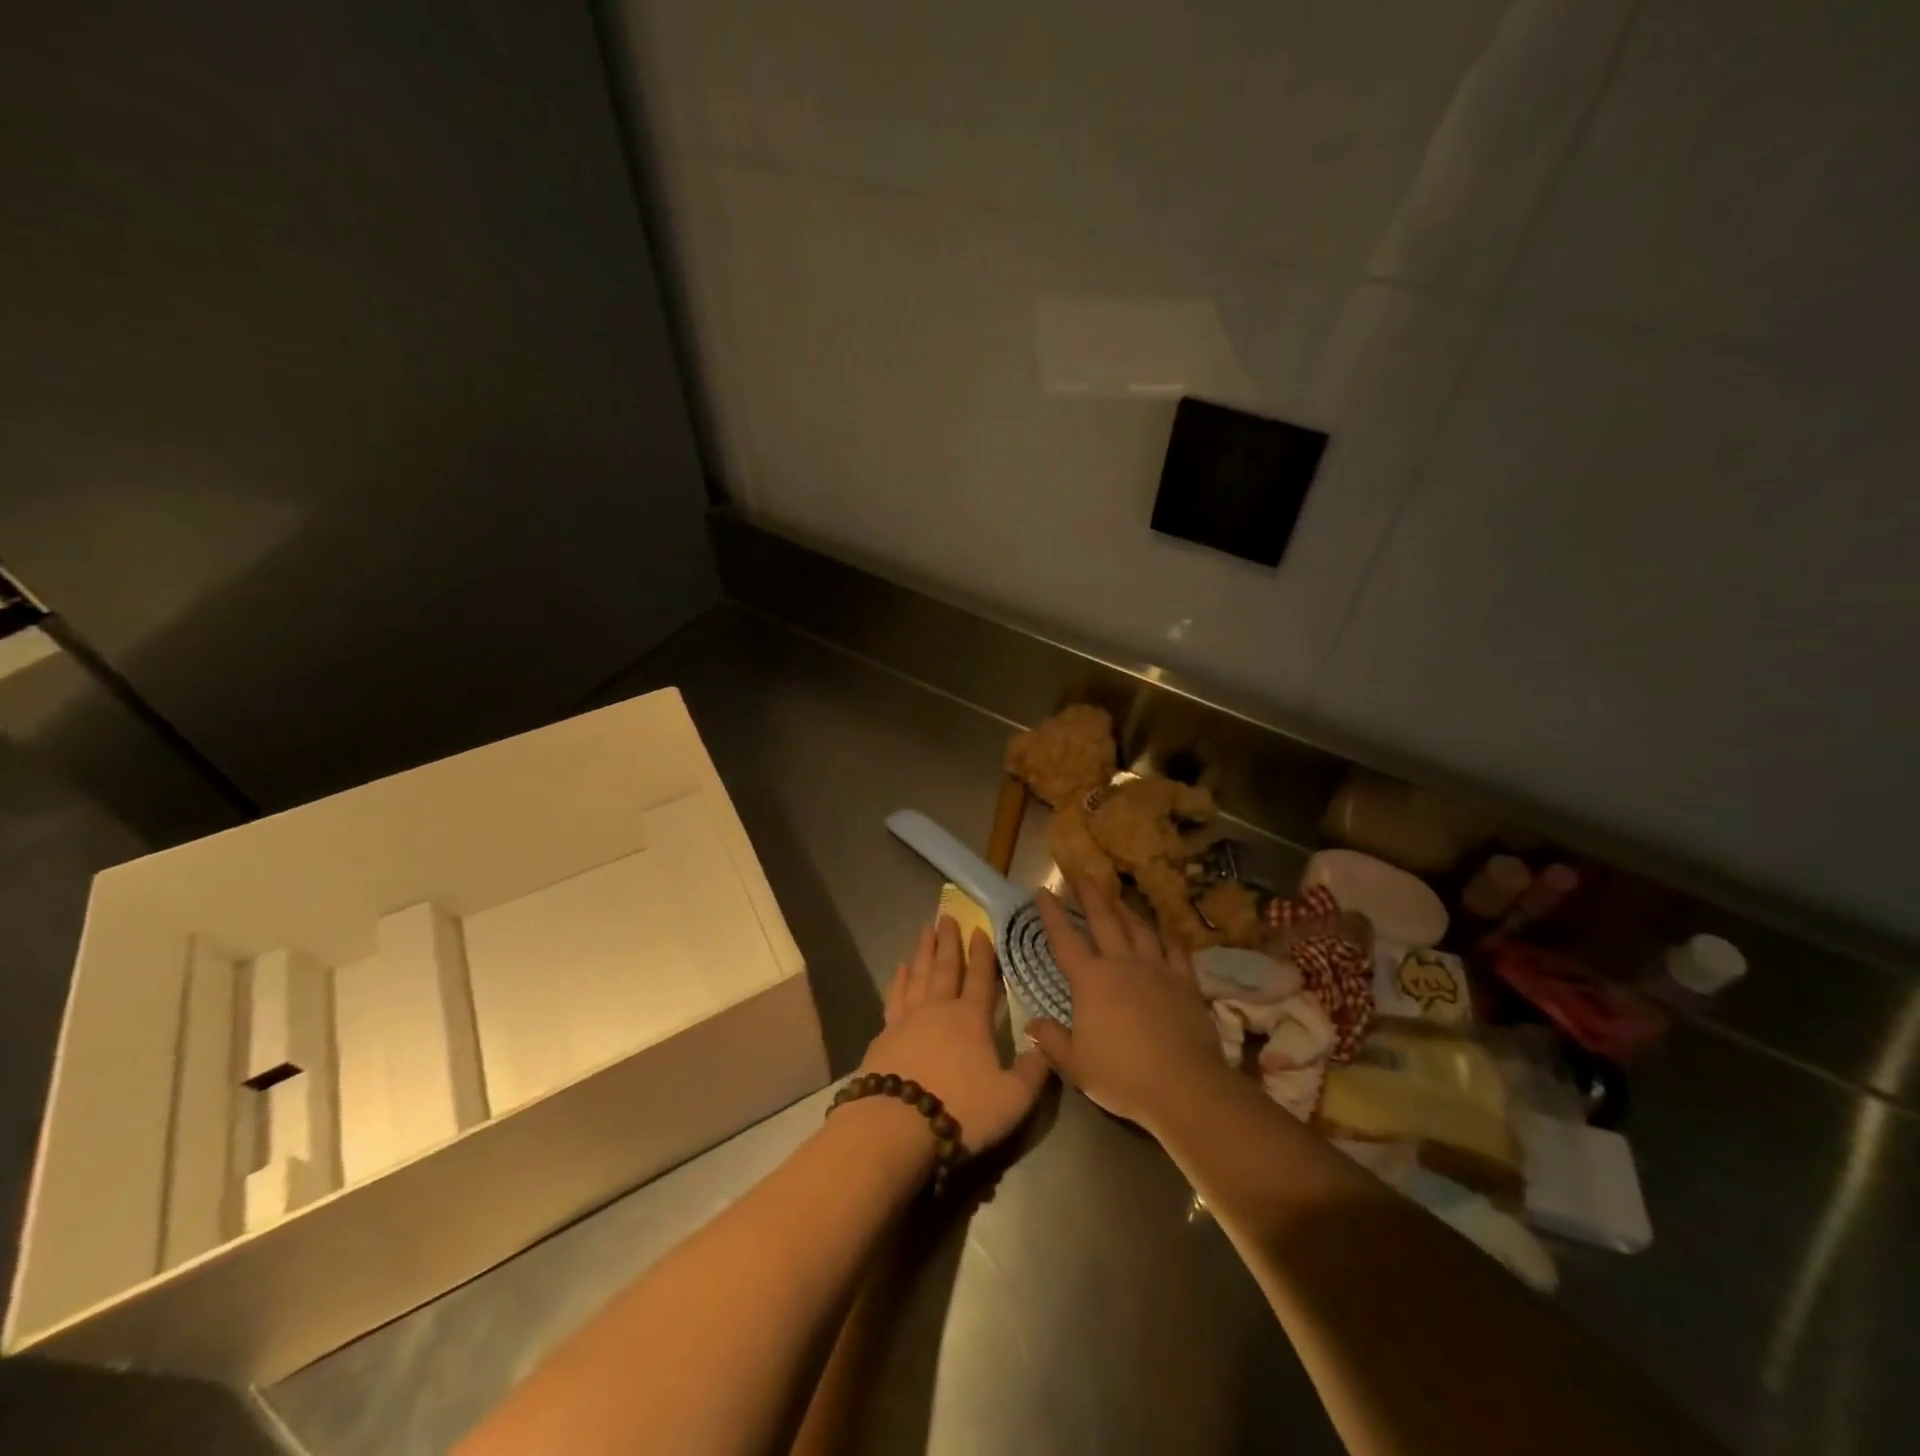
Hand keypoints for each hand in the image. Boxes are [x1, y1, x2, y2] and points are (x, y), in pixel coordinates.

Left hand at [859, 916, 1050, 1155]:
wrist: (896, 1123)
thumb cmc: (961, 1109)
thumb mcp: (1012, 1098)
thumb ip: (1033, 1071)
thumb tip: (1048, 1046)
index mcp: (971, 1019)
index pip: (980, 978)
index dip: (982, 954)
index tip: (980, 929)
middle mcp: (939, 1009)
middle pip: (945, 967)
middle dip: (948, 941)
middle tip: (946, 916)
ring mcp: (908, 1019)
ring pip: (918, 975)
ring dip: (923, 951)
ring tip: (925, 930)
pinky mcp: (884, 1034)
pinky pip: (894, 996)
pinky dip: (899, 979)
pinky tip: (899, 970)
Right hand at [1025, 879, 1228, 1133]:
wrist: (1183, 1084)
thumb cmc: (1122, 1076)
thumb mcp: (1076, 1064)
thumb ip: (1052, 1040)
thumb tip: (1032, 1023)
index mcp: (1090, 980)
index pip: (1065, 938)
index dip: (1052, 913)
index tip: (1043, 890)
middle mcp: (1121, 963)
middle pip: (1104, 919)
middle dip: (1090, 895)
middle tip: (1081, 874)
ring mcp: (1156, 968)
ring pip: (1138, 927)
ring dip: (1125, 908)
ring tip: (1117, 895)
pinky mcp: (1185, 980)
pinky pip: (1175, 948)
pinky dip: (1166, 934)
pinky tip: (1163, 928)